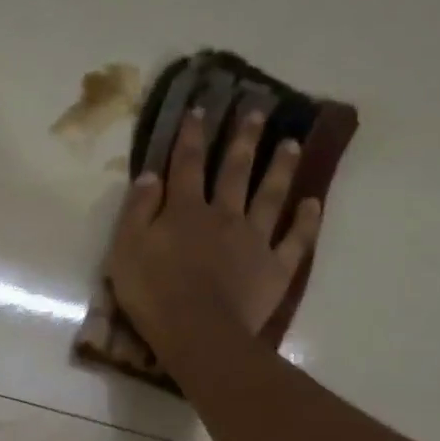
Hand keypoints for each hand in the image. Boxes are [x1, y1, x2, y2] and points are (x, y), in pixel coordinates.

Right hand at [106, 106, 321, 349]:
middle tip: (258, 110)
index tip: (200, 108)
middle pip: (235, 171)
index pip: (186, 165)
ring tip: (292, 144)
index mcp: (185, 211)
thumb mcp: (126, 249)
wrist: (197, 332)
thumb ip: (137, 210)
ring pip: (270, 196)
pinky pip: (295, 240)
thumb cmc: (152, 293)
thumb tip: (151, 175)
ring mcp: (254, 240)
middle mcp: (224, 215)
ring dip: (280, 168)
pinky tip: (312, 204)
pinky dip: (305, 221)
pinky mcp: (274, 267)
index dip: (191, 136)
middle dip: (243, 140)